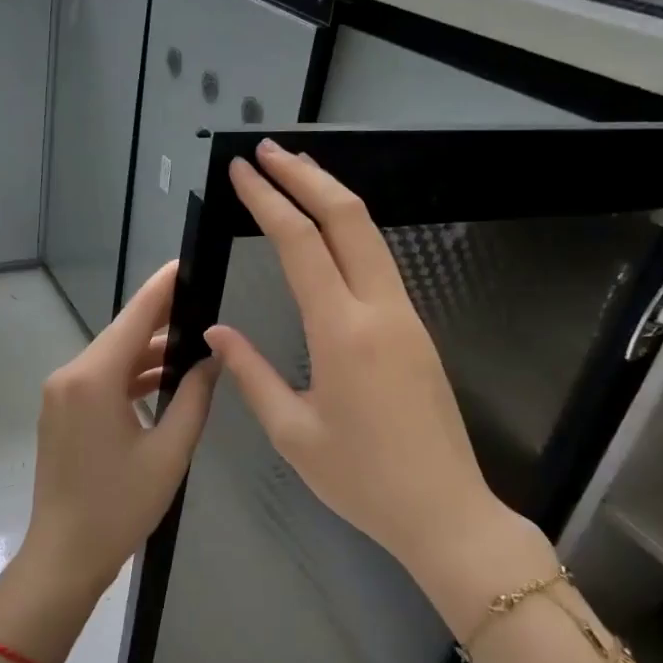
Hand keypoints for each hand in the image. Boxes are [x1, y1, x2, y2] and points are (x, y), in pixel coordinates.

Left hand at [13, 262, 219, 615]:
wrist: (64, 555)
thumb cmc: (120, 507)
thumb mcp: (169, 451)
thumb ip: (195, 398)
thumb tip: (213, 358)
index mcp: (93, 379)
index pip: (134, 317)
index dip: (163, 288)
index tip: (187, 263)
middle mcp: (70, 376)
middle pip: (122, 335)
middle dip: (162, 321)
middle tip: (205, 306)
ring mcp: (60, 395)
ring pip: (112, 359)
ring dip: (148, 354)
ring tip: (194, 345)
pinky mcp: (61, 413)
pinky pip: (100, 380)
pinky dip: (130, 377)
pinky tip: (164, 380)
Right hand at [205, 141, 552, 631]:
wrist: (445, 511)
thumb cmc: (361, 480)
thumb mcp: (293, 433)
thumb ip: (251, 374)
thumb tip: (218, 333)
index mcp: (342, 332)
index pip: (300, 244)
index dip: (267, 201)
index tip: (241, 171)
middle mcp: (379, 309)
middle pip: (347, 218)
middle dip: (306, 176)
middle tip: (267, 151)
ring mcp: (406, 315)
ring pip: (370, 234)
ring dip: (332, 196)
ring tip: (295, 174)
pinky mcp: (416, 330)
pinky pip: (380, 262)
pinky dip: (350, 231)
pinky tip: (329, 232)